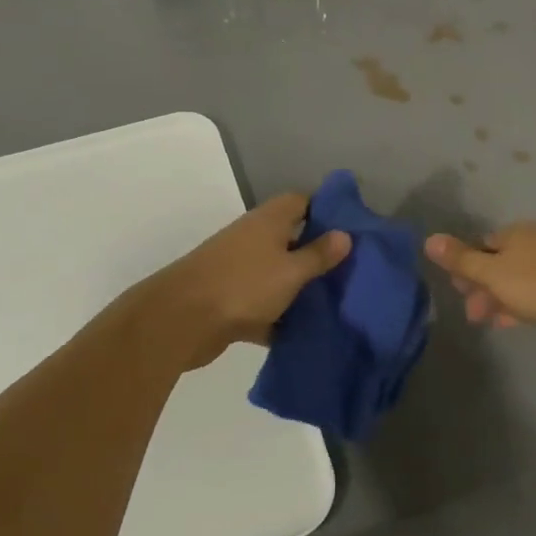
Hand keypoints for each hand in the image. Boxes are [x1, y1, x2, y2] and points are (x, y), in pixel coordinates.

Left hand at [148, 193, 349, 369]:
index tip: (353, 229)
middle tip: (352, 270)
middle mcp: (253, 239)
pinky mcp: (231, 302)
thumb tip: (345, 234)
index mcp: (268, 221)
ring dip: (300, 288)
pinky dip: (280, 317)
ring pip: (278, 275)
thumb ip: (318, 255)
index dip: (327, 210)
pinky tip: (306, 333)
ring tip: (337, 303)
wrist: (182, 321)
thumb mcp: (290, 270)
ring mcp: (240, 271)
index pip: (301, 201)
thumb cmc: (244, 286)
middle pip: (291, 239)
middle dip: (318, 254)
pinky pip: (264, 306)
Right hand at [424, 222, 535, 331]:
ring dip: (507, 296)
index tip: (461, 296)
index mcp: (513, 234)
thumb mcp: (496, 275)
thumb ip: (463, 261)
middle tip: (478, 317)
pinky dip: (530, 299)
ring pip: (524, 275)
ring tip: (501, 321)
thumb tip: (428, 239)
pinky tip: (531, 316)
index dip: (467, 271)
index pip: (480, 247)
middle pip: (502, 261)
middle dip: (486, 287)